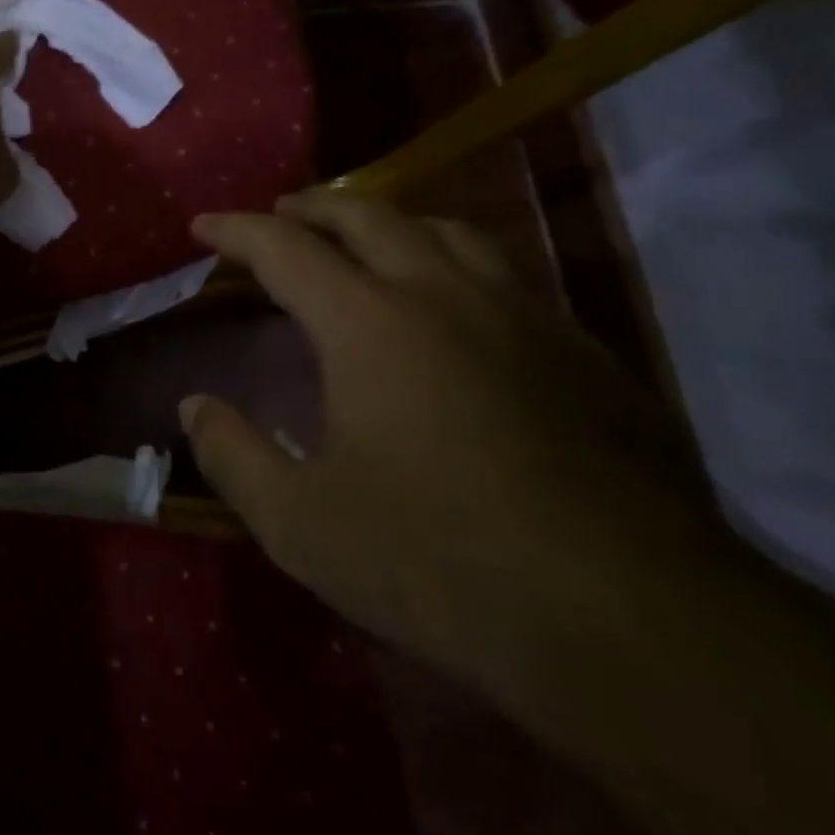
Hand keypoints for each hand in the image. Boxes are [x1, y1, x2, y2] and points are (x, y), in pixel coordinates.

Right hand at [183, 189, 694, 654]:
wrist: (640, 627)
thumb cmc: (442, 565)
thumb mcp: (302, 526)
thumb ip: (233, 457)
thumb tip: (194, 407)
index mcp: (369, 324)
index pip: (284, 249)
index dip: (235, 231)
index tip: (202, 225)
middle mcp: (445, 295)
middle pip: (369, 215)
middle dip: (313, 206)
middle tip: (278, 211)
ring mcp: (525, 317)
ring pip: (448, 231)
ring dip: (389, 220)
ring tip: (363, 237)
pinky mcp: (585, 354)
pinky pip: (506, 276)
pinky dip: (455, 264)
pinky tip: (456, 307)